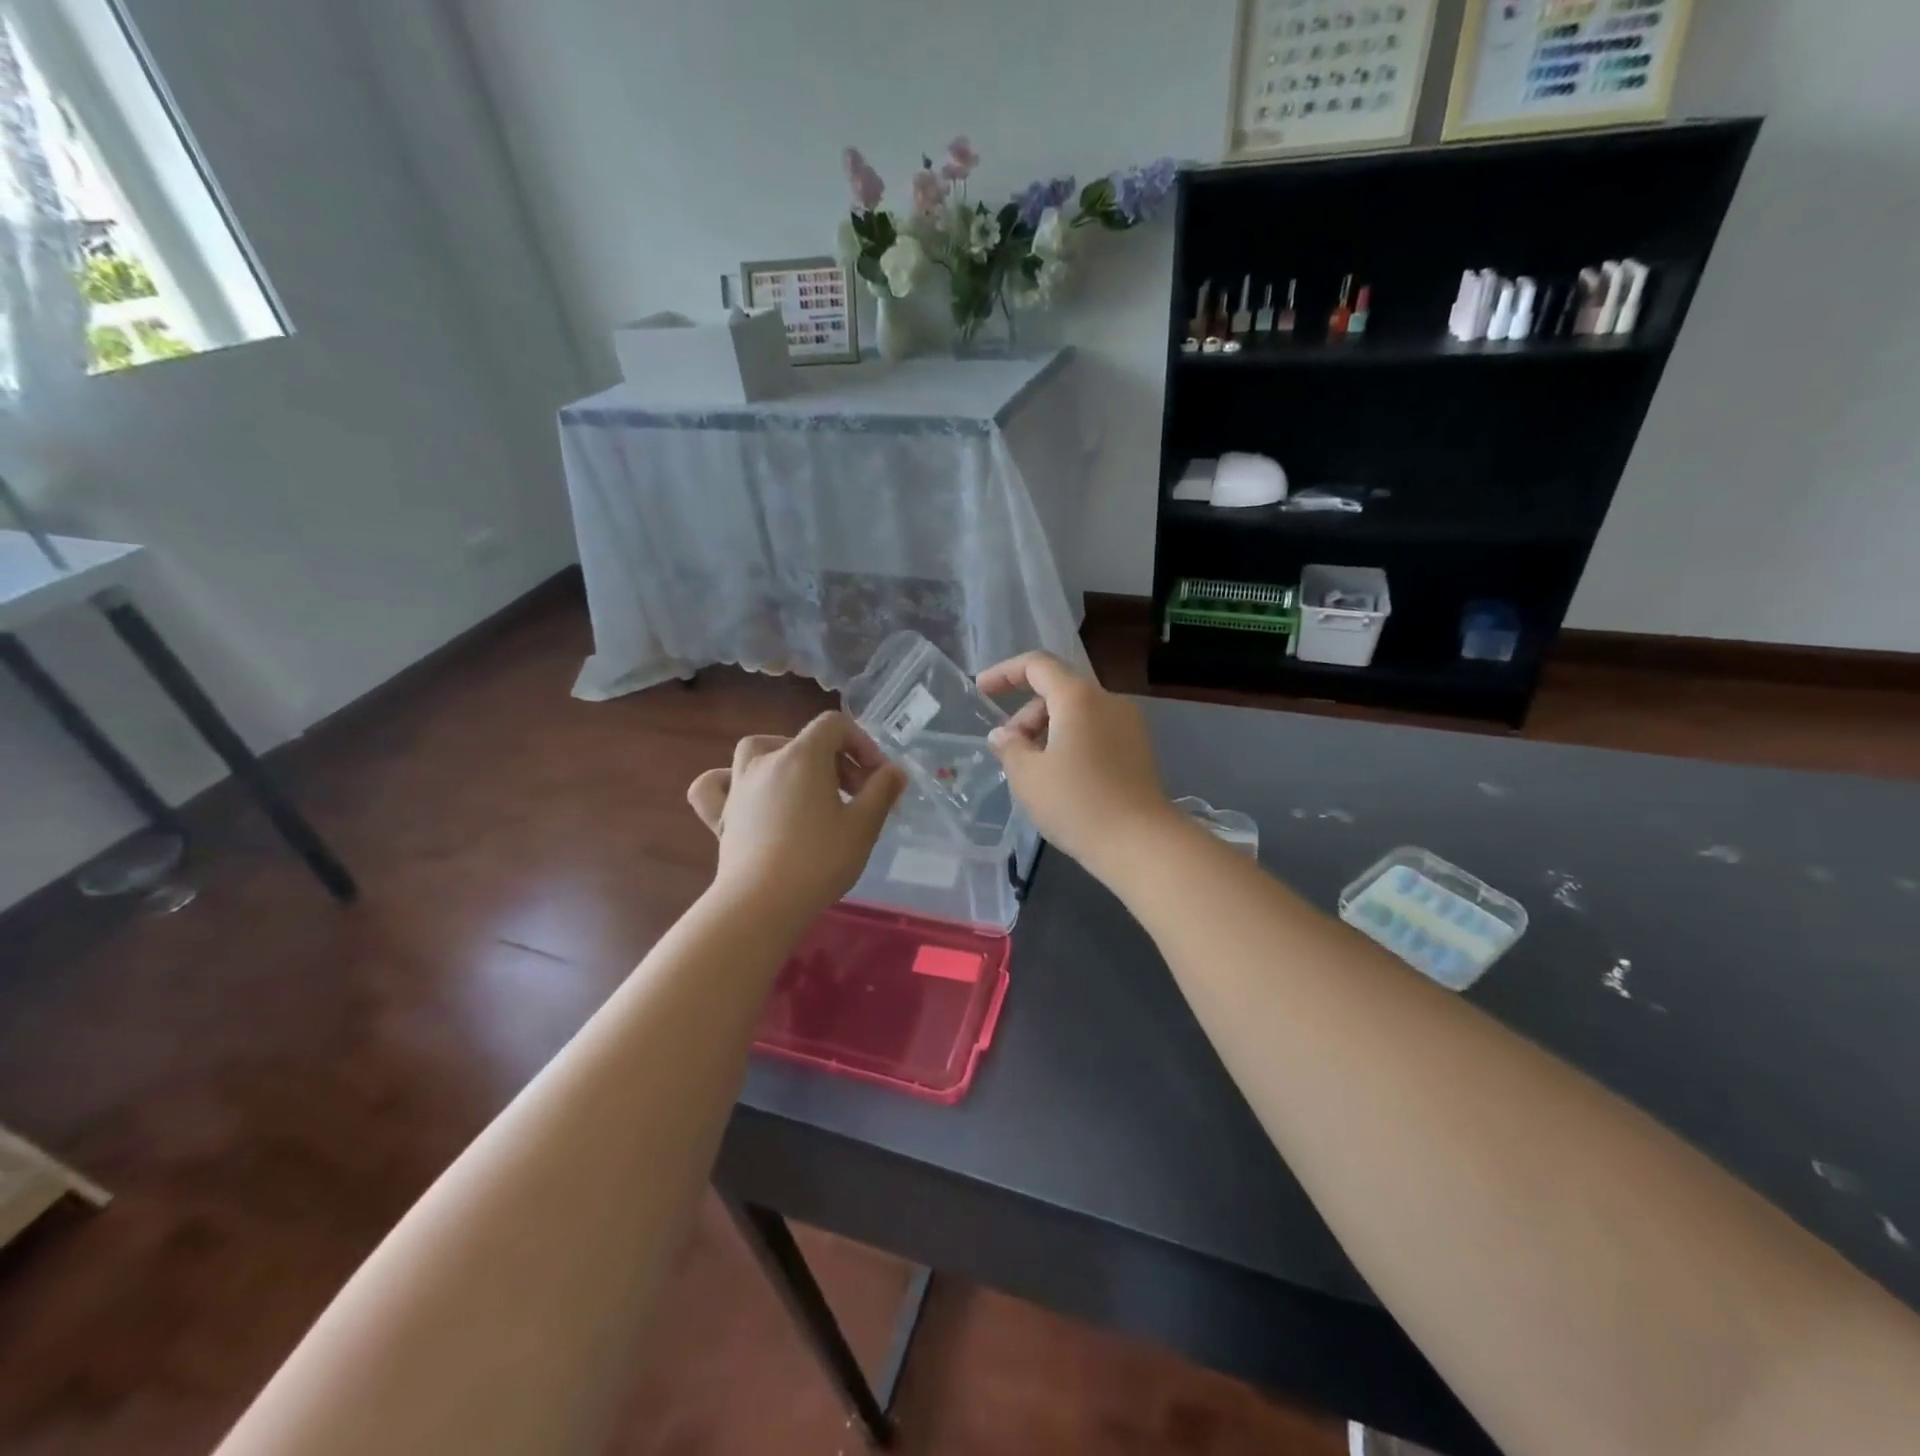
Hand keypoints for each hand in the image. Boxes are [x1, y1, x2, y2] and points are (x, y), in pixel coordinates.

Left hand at [688, 713, 905, 924]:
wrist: (762, 904)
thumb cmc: (819, 860)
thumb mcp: (863, 826)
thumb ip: (882, 791)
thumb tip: (894, 771)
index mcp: (803, 756)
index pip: (835, 725)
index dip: (862, 744)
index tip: (878, 778)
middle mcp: (766, 761)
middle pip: (804, 741)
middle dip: (836, 761)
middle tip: (857, 796)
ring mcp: (738, 787)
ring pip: (757, 751)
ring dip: (783, 758)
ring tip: (802, 784)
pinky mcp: (720, 816)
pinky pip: (716, 785)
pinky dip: (730, 783)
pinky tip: (744, 796)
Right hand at [978, 652, 1177, 879]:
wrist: (1140, 843)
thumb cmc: (1076, 803)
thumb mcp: (1028, 776)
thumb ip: (1009, 747)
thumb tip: (1003, 735)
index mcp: (1078, 697)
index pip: (1037, 665)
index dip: (1005, 673)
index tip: (982, 691)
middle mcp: (1108, 701)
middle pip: (1058, 690)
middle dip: (1026, 714)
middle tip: (1009, 751)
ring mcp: (1129, 725)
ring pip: (1078, 713)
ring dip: (1048, 731)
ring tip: (1033, 770)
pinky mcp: (1138, 749)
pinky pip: (1096, 731)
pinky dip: (1071, 742)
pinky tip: (1061, 777)